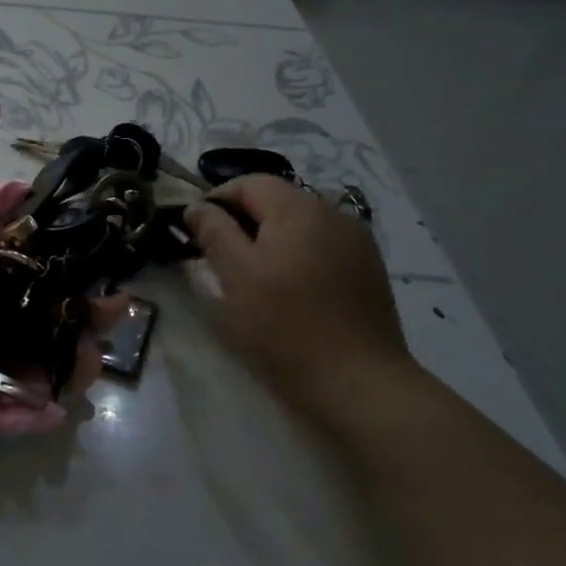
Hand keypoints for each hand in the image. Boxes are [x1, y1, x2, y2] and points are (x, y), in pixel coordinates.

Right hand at [185, 176, 414, 411]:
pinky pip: (322, 247)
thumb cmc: (286, 326)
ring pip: (300, 226)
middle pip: (277, 201)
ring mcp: (357, 241)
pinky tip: (292, 292)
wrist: (359, 382)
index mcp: (299, 208)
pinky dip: (298, 257)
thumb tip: (197, 206)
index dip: (217, 200)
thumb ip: (214, 232)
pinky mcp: (368, 270)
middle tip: (220, 260)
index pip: (249, 182)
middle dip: (244, 222)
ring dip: (271, 240)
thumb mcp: (236, 276)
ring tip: (255, 279)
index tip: (196, 233)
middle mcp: (333, 213)